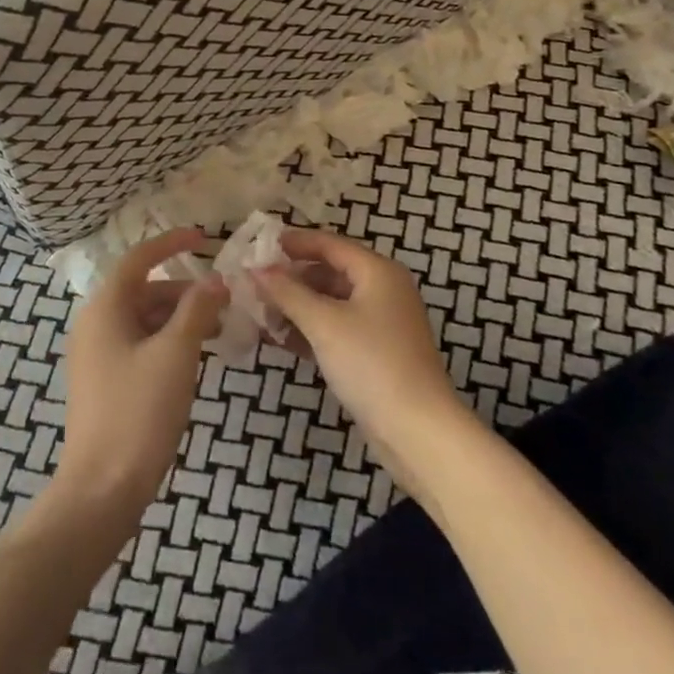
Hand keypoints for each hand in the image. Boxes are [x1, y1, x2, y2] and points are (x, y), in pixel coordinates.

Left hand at [54, 228, 226, 525]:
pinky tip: (195, 359)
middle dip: (184, 291)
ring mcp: (97, 356)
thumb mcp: (175, 354)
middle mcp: (95, 324)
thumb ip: (196, 310)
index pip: (139, 260)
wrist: (102, 490)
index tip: (205, 238)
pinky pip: (140, 346)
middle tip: (225, 301)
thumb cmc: (138, 412)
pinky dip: (168, 343)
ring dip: (179, 319)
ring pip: (144, 321)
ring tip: (218, 330)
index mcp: (105, 308)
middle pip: (144, 291)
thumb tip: (215, 280)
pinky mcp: (105, 383)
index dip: (171, 244)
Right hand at [255, 228, 473, 498]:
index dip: (294, 242)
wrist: (417, 431)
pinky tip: (284, 341)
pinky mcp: (378, 352)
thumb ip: (287, 292)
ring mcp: (382, 322)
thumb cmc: (370, 363)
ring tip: (262, 314)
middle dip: (292, 278)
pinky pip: (339, 328)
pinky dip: (313, 329)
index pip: (328, 243)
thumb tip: (256, 269)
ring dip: (299, 306)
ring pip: (332, 302)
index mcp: (377, 271)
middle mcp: (383, 289)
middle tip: (255, 285)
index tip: (259, 247)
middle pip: (330, 271)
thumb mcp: (323, 323)